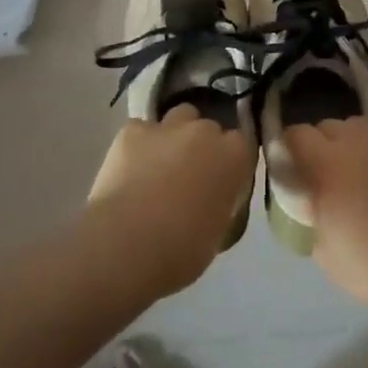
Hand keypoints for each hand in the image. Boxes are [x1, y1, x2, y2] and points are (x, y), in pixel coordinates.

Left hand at [88, 104, 254, 297]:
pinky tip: (131, 167)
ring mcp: (166, 127)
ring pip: (179, 117)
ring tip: (161, 164)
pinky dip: (140, 144)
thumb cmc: (181, 251)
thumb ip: (223, 202)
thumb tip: (214, 197)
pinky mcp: (131, 131)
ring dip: (175, 135)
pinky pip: (142, 129)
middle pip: (210, 128)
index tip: (223, 180)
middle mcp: (204, 131)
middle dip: (204, 146)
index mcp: (233, 156)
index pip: (243, 144)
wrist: (124, 247)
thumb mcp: (218, 232)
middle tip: (191, 175)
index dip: (232, 161)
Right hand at [281, 116, 367, 316]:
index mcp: (327, 165)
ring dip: (344, 144)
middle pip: (323, 127)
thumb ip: (303, 208)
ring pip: (350, 126)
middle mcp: (354, 141)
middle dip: (317, 149)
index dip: (288, 151)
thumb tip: (301, 192)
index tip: (290, 172)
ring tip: (354, 174)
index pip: (295, 135)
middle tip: (323, 180)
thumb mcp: (319, 245)